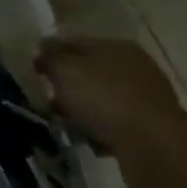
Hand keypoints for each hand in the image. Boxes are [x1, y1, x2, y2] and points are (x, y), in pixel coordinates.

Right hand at [35, 37, 186, 187]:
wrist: (153, 145)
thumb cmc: (105, 99)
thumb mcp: (67, 71)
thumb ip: (51, 57)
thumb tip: (41, 49)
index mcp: (116, 46)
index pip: (75, 42)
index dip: (51, 53)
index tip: (33, 72)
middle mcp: (134, 66)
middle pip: (90, 71)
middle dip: (67, 86)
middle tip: (48, 102)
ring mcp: (145, 97)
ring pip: (102, 99)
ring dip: (83, 111)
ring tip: (66, 126)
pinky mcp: (149, 126)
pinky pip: (115, 124)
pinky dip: (101, 131)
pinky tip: (89, 142)